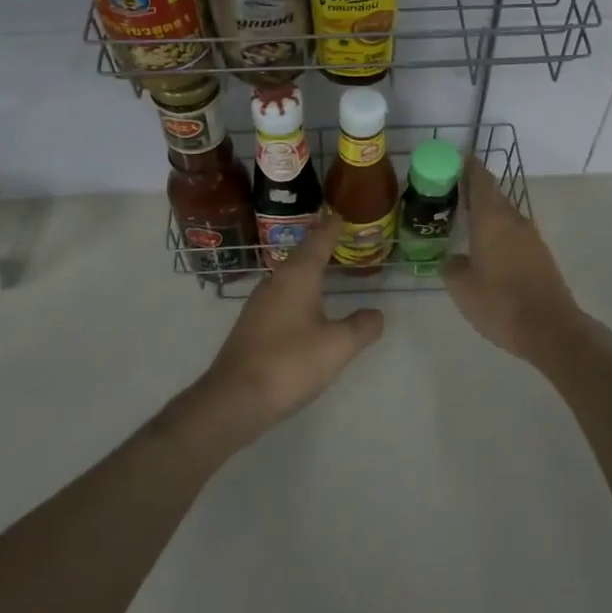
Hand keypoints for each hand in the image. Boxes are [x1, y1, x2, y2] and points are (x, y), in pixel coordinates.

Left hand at [198, 214, 384, 435]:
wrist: (235, 398)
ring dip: (305, 271)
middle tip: (337, 239)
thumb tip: (376, 314)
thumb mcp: (338, 346)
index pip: (318, 241)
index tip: (341, 214)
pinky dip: (296, 294)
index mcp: (297, 276)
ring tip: (324, 270)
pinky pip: (279, 298)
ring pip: (287, 277)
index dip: (331, 228)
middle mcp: (274, 282)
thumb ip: (361, 327)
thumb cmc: (290, 362)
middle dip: (318, 247)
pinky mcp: (251, 326)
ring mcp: (258, 305)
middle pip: (299, 256)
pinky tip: (303, 309)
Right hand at [444, 158, 581, 363]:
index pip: (480, 180)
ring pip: (504, 215)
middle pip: (493, 195)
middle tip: (450, 194)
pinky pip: (514, 233)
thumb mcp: (462, 287)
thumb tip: (454, 260)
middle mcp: (513, 219)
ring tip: (464, 222)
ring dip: (486, 214)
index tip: (456, 158)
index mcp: (492, 219)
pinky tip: (486, 250)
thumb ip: (452, 266)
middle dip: (473, 190)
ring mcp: (531, 237)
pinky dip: (498, 233)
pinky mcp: (540, 255)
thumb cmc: (500, 303)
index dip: (468, 166)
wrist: (551, 329)